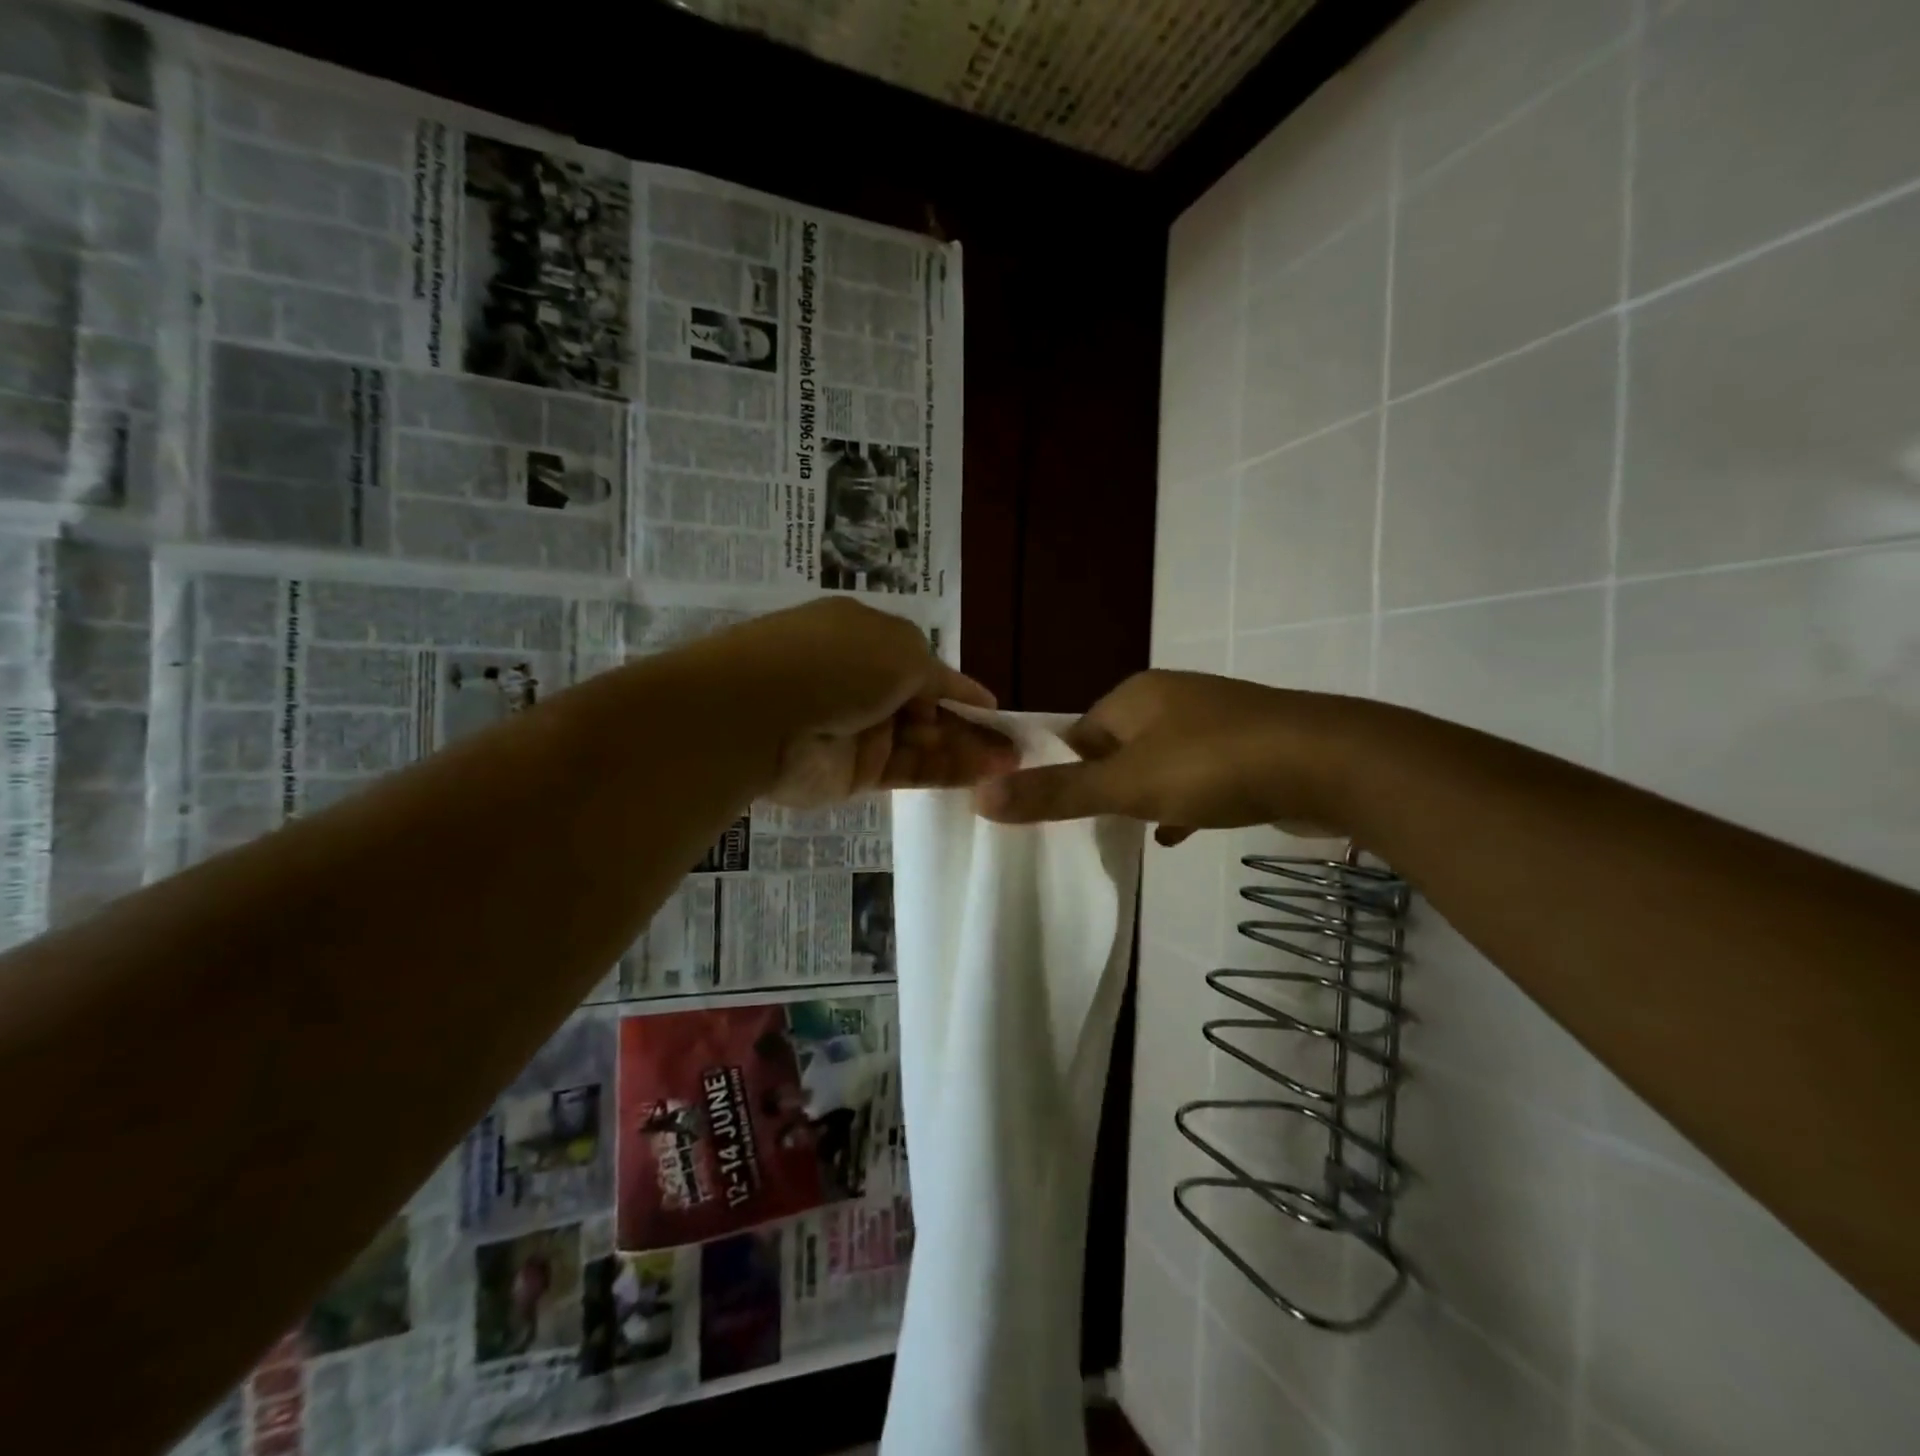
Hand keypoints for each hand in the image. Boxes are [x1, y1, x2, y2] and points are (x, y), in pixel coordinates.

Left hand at [699, 599, 1018, 807]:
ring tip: (1011, 763)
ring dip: (965, 750)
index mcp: (865, 638)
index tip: (992, 709)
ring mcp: (857, 730)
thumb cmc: (836, 662)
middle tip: (1011, 745)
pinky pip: (909, 771)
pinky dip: (947, 772)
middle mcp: (861, 682)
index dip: (958, 687)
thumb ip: (937, 675)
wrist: (759, 715)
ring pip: (921, 742)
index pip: (922, 664)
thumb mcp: (901, 649)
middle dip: (967, 724)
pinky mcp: (854, 773)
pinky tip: (984, 774)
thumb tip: (964, 692)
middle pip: (925, 707)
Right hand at [974, 670, 1361, 839]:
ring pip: (1158, 762)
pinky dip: (1182, 802)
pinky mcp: (1249, 749)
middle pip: (1116, 746)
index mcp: (1136, 696)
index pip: (1078, 731)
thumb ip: (1056, 793)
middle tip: (1088, 828)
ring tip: (1125, 833)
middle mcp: (1172, 700)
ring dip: (1142, 795)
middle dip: (1102, 785)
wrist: (1332, 764)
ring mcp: (1214, 722)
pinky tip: (1176, 834)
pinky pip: (1198, 776)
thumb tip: (979, 796)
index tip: (1053, 811)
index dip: (1061, 770)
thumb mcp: (1126, 785)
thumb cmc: (1215, 766)